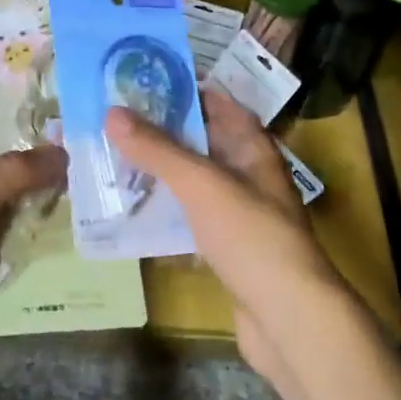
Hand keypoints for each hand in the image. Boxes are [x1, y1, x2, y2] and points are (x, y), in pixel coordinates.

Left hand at [0, 141, 65, 399]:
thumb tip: (60, 151)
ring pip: (17, 220)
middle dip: (39, 173)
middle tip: (87, 155)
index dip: (10, 132)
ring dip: (49, 210)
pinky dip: (49, 248)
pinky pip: (24, 256)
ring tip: (95, 189)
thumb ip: (8, 175)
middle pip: (1, 183)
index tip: (57, 121)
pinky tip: (85, 235)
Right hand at [105, 89, 345, 387]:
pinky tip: (134, 210)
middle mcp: (250, 176)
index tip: (146, 80)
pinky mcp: (228, 250)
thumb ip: (157, 149)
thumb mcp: (201, 184)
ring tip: (116, 157)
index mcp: (254, 150)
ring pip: (195, 182)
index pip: (221, 105)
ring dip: (162, 171)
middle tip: (118, 118)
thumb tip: (112, 112)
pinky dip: (166, 211)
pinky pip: (192, 219)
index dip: (188, 89)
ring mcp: (240, 215)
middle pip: (204, 142)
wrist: (289, 319)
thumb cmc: (250, 236)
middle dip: (165, 130)